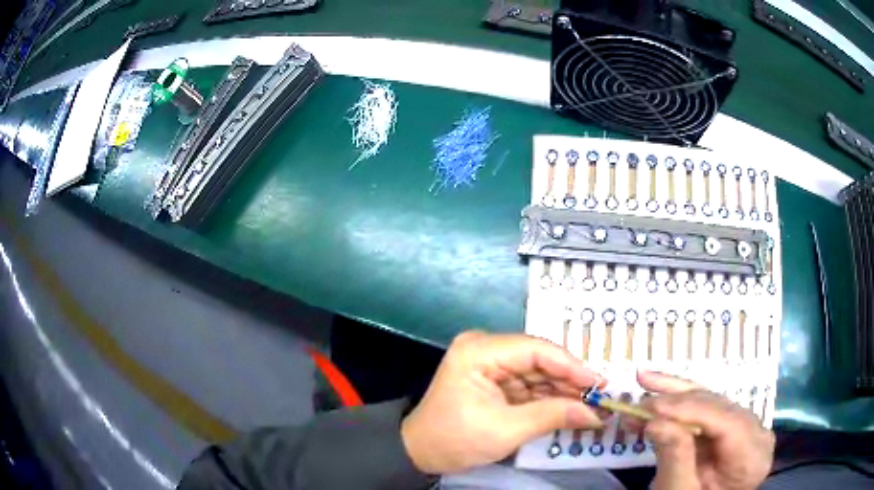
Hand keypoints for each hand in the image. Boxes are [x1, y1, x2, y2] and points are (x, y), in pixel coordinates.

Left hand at [401, 331, 604, 473]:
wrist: (421, 453)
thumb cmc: (456, 440)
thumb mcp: (506, 431)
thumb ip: (553, 416)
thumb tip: (595, 413)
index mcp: (480, 351)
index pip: (536, 350)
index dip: (572, 366)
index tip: (600, 383)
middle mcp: (486, 348)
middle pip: (539, 360)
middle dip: (570, 380)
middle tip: (601, 396)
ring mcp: (490, 363)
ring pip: (538, 372)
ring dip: (563, 390)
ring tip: (593, 404)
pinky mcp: (494, 379)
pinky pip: (529, 384)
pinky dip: (549, 397)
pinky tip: (572, 407)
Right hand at [635, 371, 774, 489]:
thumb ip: (675, 457)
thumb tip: (655, 421)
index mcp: (753, 456)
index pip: (728, 423)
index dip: (692, 409)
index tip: (653, 407)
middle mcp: (756, 433)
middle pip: (720, 408)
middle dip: (679, 400)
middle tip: (642, 396)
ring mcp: (746, 427)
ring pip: (712, 402)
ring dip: (676, 395)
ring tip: (645, 383)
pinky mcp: (731, 425)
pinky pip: (706, 409)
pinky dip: (680, 405)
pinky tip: (659, 397)